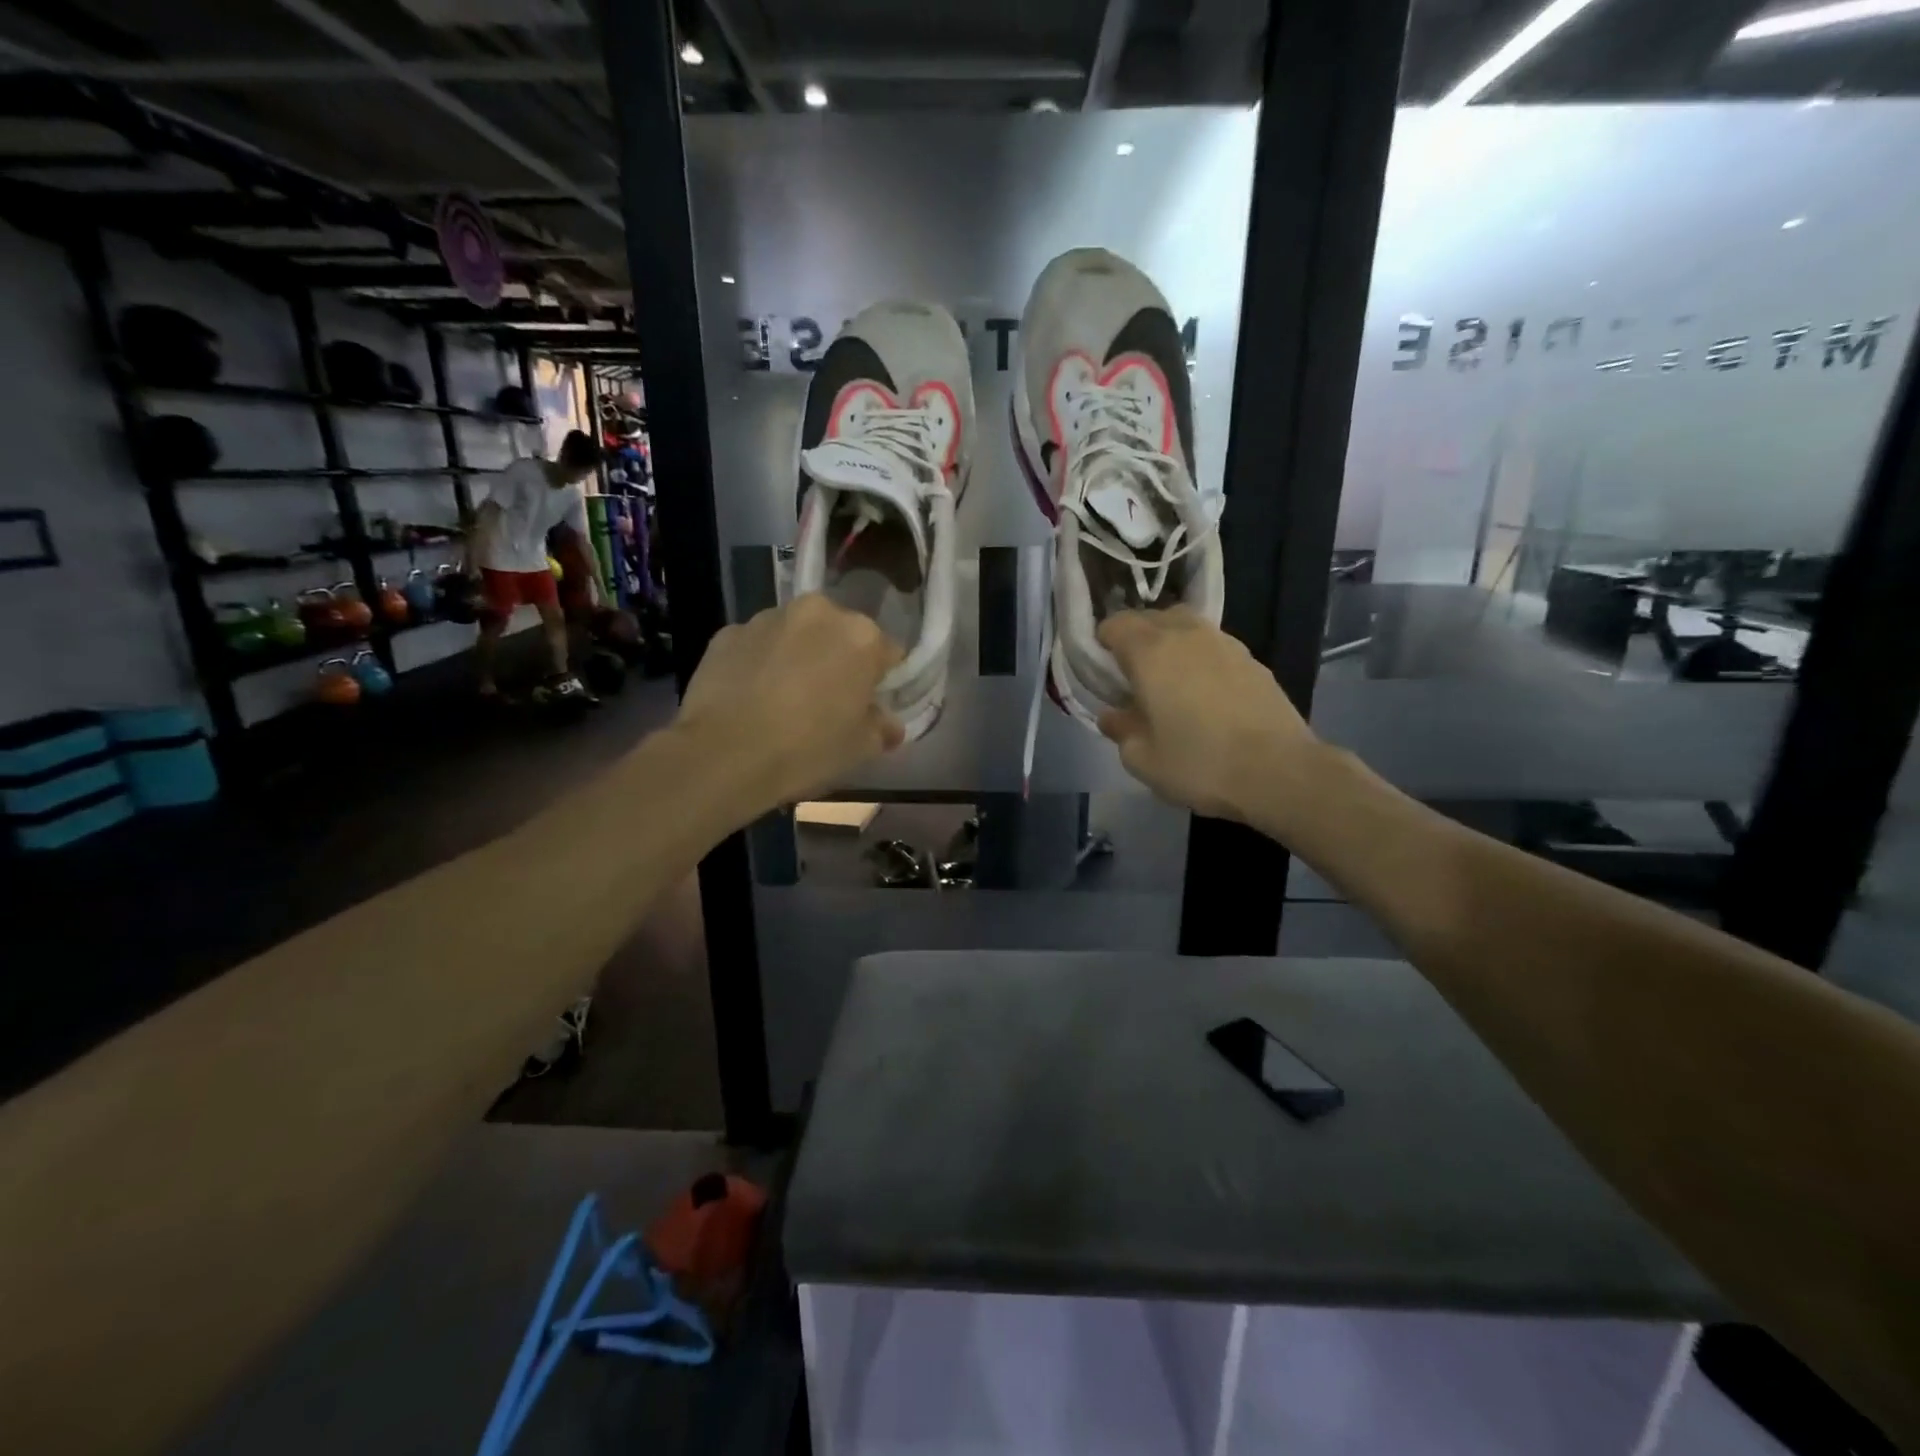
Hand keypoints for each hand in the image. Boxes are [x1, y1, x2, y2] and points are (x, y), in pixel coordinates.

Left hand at [676, 593, 904, 809]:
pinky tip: (752, 697)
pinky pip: (758, 645)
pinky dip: (761, 663)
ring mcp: (768, 618)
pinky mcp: (728, 632)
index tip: (871, 705)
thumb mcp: (859, 749)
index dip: (882, 681)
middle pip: (840, 635)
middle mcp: (818, 613)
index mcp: (861, 636)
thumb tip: (889, 725)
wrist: (723, 755)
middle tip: (828, 701)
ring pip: (797, 635)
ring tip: (784, 699)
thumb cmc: (806, 749)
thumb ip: (882, 728)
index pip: (889, 653)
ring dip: (799, 656)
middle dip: (839, 660)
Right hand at [1096, 607, 1316, 822]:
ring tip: (1170, 682)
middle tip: (1131, 677)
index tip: (1102, 672)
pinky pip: (1213, 646)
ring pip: (1185, 627)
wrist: (1279, 772)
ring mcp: (1224, 643)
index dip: (1102, 644)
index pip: (1114, 624)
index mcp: (1150, 652)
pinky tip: (1205, 694)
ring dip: (1170, 645)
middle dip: (1135, 639)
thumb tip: (1112, 715)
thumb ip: (1120, 729)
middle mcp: (1186, 634)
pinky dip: (1200, 659)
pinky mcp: (1252, 660)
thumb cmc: (1199, 764)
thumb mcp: (1142, 758)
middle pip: (1150, 618)